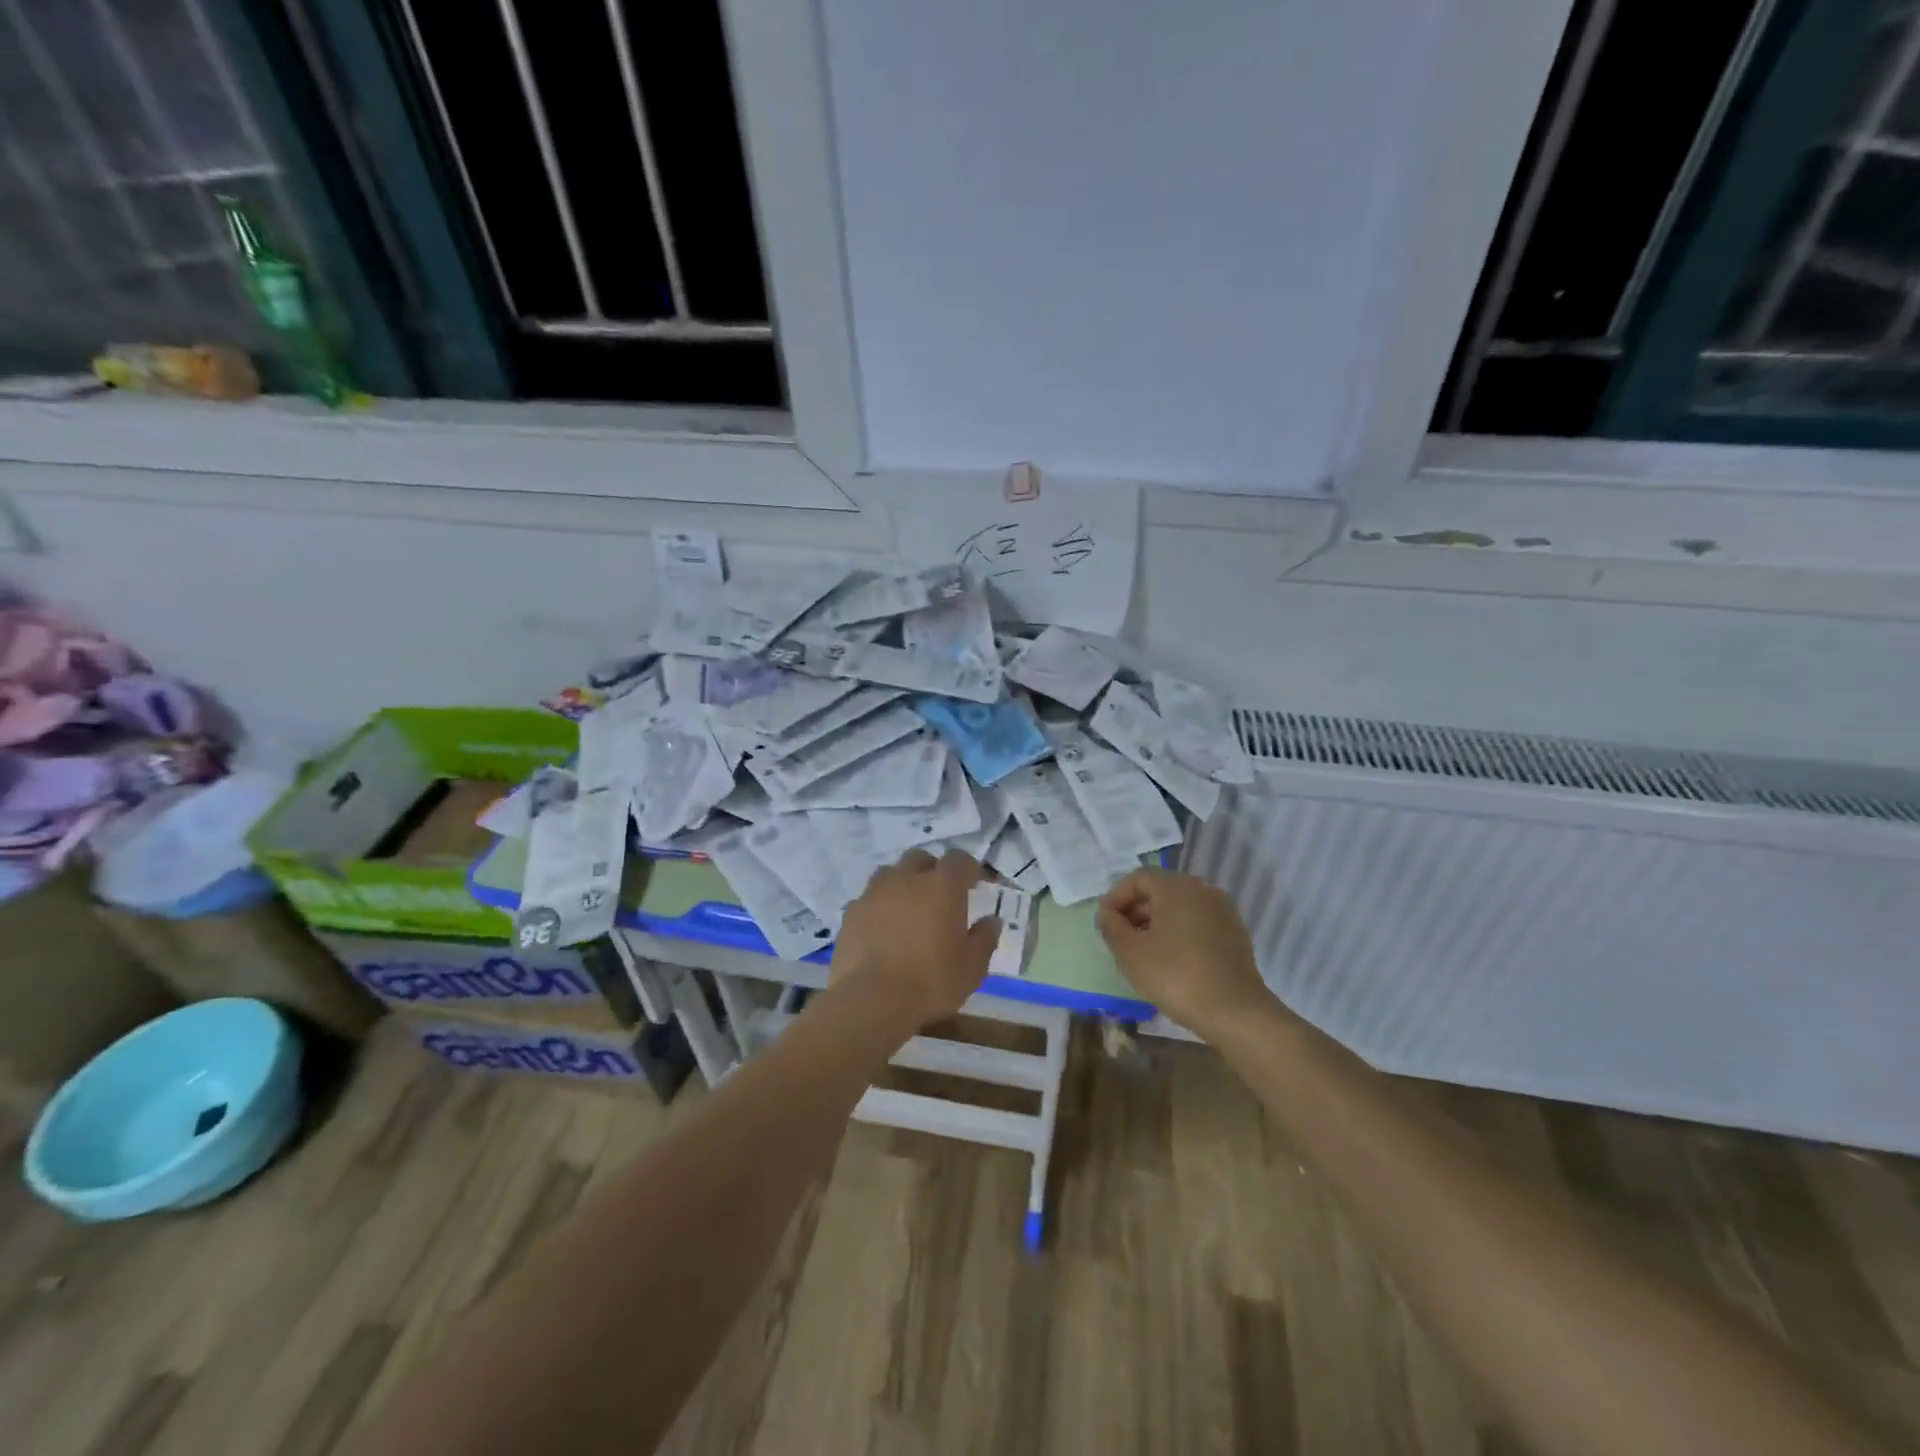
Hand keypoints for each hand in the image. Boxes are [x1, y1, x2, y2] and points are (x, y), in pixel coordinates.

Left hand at [834, 849, 999, 1026]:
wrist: (870, 1000)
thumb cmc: (930, 981)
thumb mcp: (972, 967)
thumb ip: (984, 939)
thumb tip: (992, 921)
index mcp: (942, 886)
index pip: (959, 860)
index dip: (969, 869)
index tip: (976, 884)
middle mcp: (906, 879)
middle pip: (920, 859)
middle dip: (932, 870)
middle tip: (940, 895)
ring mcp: (874, 893)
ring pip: (890, 874)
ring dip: (903, 884)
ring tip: (909, 909)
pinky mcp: (851, 912)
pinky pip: (869, 899)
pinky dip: (880, 907)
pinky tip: (883, 929)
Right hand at [1096, 869, 1275, 1035]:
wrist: (1235, 1011)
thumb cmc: (1175, 975)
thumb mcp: (1130, 952)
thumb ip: (1111, 927)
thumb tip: (1106, 914)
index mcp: (1175, 886)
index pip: (1137, 878)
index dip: (1116, 897)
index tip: (1104, 923)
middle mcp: (1201, 889)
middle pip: (1160, 890)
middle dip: (1135, 910)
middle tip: (1120, 937)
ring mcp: (1222, 910)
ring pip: (1180, 907)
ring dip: (1157, 922)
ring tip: (1143, 951)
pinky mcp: (1235, 933)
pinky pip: (1198, 922)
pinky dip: (1180, 932)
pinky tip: (1171, 959)